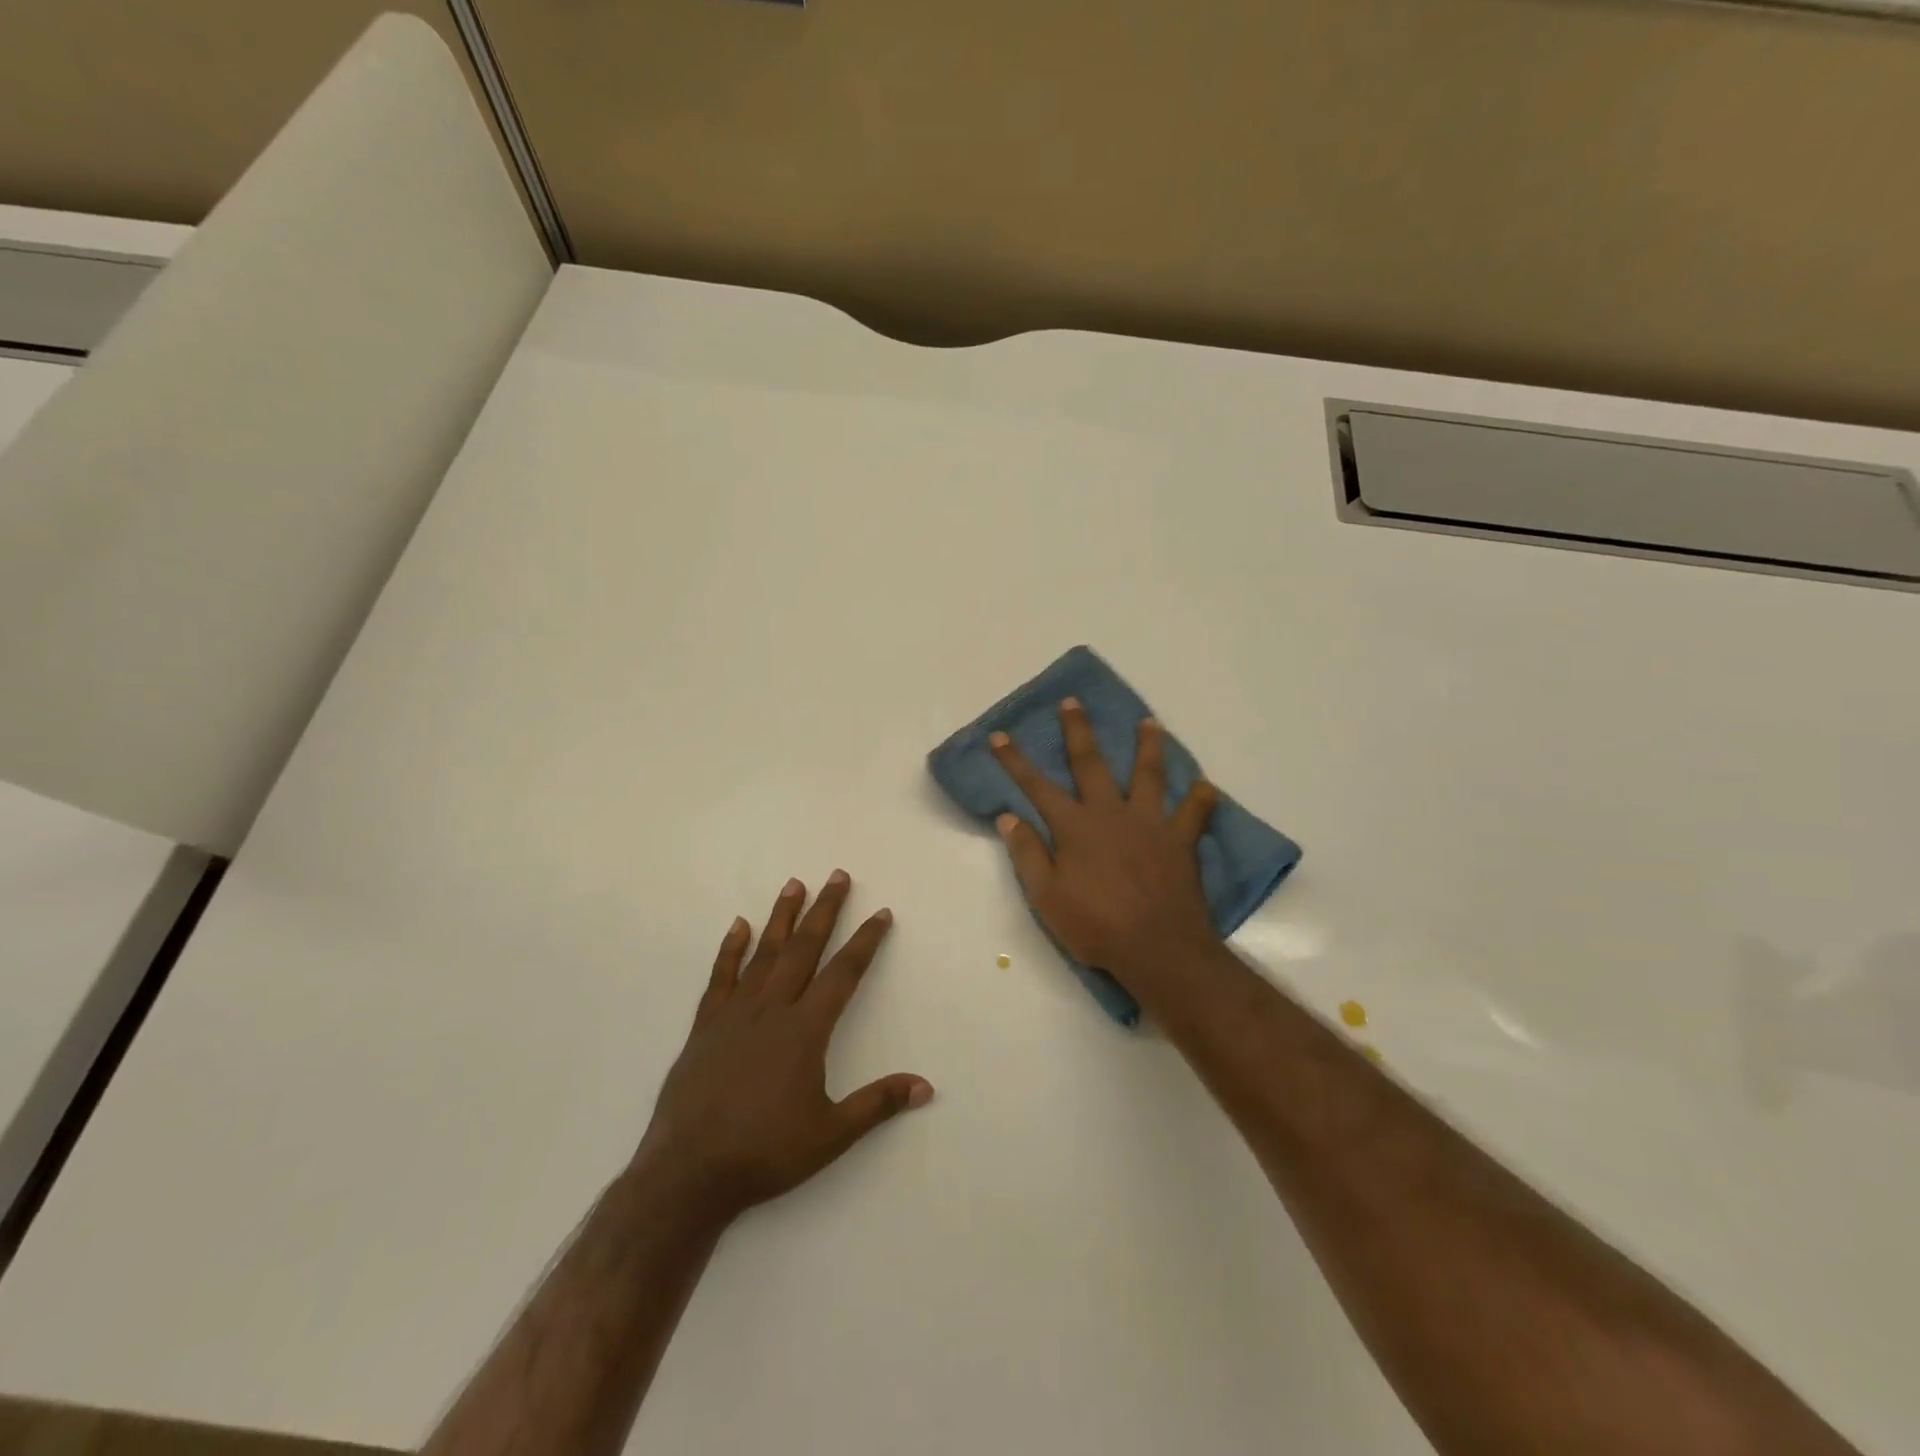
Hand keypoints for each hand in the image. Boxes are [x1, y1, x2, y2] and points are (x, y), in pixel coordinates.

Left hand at [638, 872, 931, 1222]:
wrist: (688, 1173)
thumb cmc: (765, 1153)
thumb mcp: (831, 1135)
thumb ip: (877, 1104)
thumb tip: (926, 1086)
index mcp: (805, 1030)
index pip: (844, 974)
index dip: (865, 941)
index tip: (880, 913)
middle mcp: (772, 1010)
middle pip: (804, 949)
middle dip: (825, 910)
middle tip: (837, 875)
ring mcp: (734, 1014)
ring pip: (764, 954)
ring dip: (781, 918)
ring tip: (794, 885)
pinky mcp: (705, 1026)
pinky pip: (720, 978)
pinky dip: (730, 950)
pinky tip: (738, 926)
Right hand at [990, 699, 1220, 988]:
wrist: (1158, 949)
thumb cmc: (1096, 926)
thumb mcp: (1046, 897)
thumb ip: (1027, 854)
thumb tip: (1007, 817)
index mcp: (1075, 827)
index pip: (1037, 787)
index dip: (1015, 761)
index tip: (999, 734)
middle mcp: (1111, 813)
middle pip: (1091, 764)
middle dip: (1078, 731)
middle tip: (1072, 702)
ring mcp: (1150, 823)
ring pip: (1149, 774)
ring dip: (1148, 746)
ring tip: (1149, 722)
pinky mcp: (1180, 841)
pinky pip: (1195, 813)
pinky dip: (1201, 798)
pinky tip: (1205, 785)